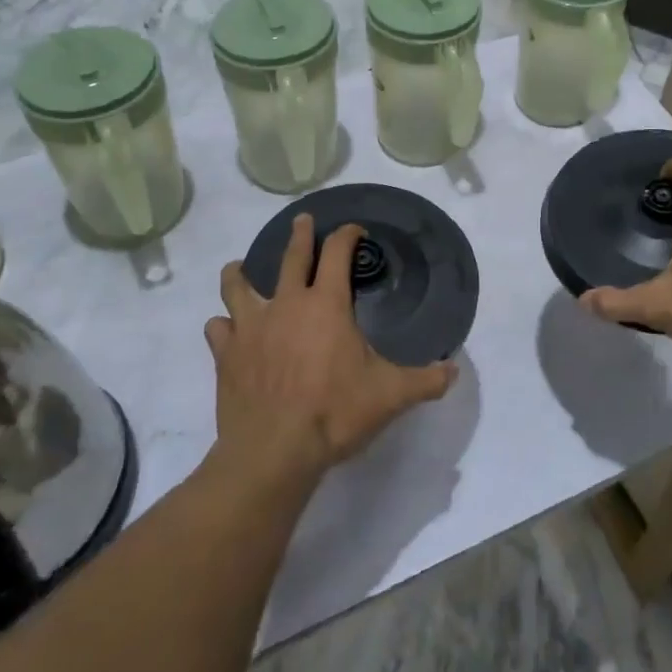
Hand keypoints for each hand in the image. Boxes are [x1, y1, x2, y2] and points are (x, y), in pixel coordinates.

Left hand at [206, 215, 455, 479]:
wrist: (273, 451)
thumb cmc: (334, 413)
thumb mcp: (390, 396)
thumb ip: (425, 380)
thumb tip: (454, 371)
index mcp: (326, 305)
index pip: (338, 254)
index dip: (347, 236)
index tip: (355, 231)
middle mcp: (287, 304)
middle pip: (291, 257)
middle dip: (300, 235)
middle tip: (302, 220)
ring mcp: (251, 327)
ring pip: (238, 286)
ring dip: (239, 274)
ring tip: (238, 268)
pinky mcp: (226, 354)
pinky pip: (218, 328)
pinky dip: (223, 325)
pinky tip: (227, 330)